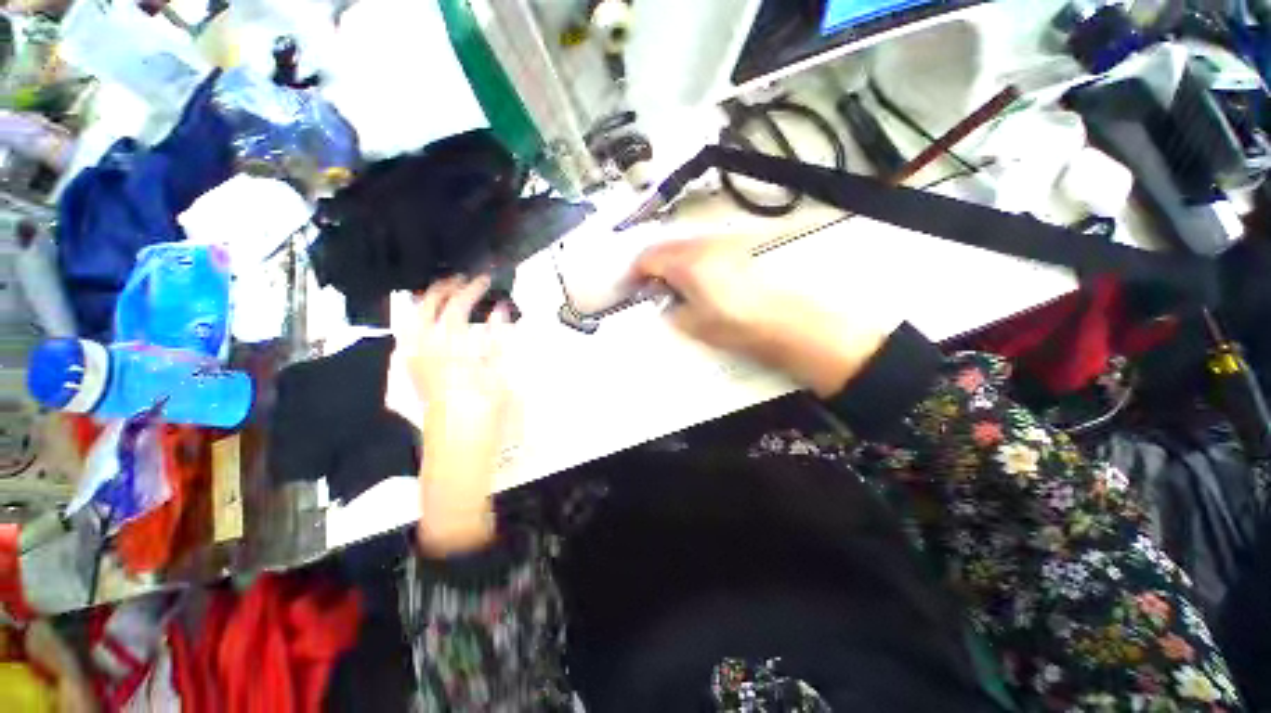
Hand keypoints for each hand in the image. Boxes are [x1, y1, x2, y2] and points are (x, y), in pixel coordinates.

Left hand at [401, 275, 512, 555]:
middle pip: (428, 308)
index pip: (458, 307)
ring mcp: (412, 360)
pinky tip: (420, 322)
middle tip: (463, 281)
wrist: (458, 444)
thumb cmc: (486, 412)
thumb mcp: (501, 374)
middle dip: (444, 288)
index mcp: (452, 349)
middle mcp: (425, 349)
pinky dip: (413, 322)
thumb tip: (501, 311)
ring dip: (425, 301)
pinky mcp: (408, 371)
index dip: (472, 289)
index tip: (485, 280)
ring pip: (410, 319)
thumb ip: (500, 339)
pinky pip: (404, 337)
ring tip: (441, 293)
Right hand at [633, 238, 887, 396]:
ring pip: (684, 245)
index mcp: (686, 262)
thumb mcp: (692, 325)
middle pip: (665, 246)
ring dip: (671, 261)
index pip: (647, 257)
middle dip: (651, 264)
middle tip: (648, 286)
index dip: (633, 272)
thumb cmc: (735, 325)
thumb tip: (662, 302)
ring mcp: (722, 244)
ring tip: (672, 284)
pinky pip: (702, 248)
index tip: (629, 286)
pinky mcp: (737, 249)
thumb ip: (669, 310)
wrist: (785, 322)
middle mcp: (702, 245)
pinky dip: (690, 260)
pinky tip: (697, 279)